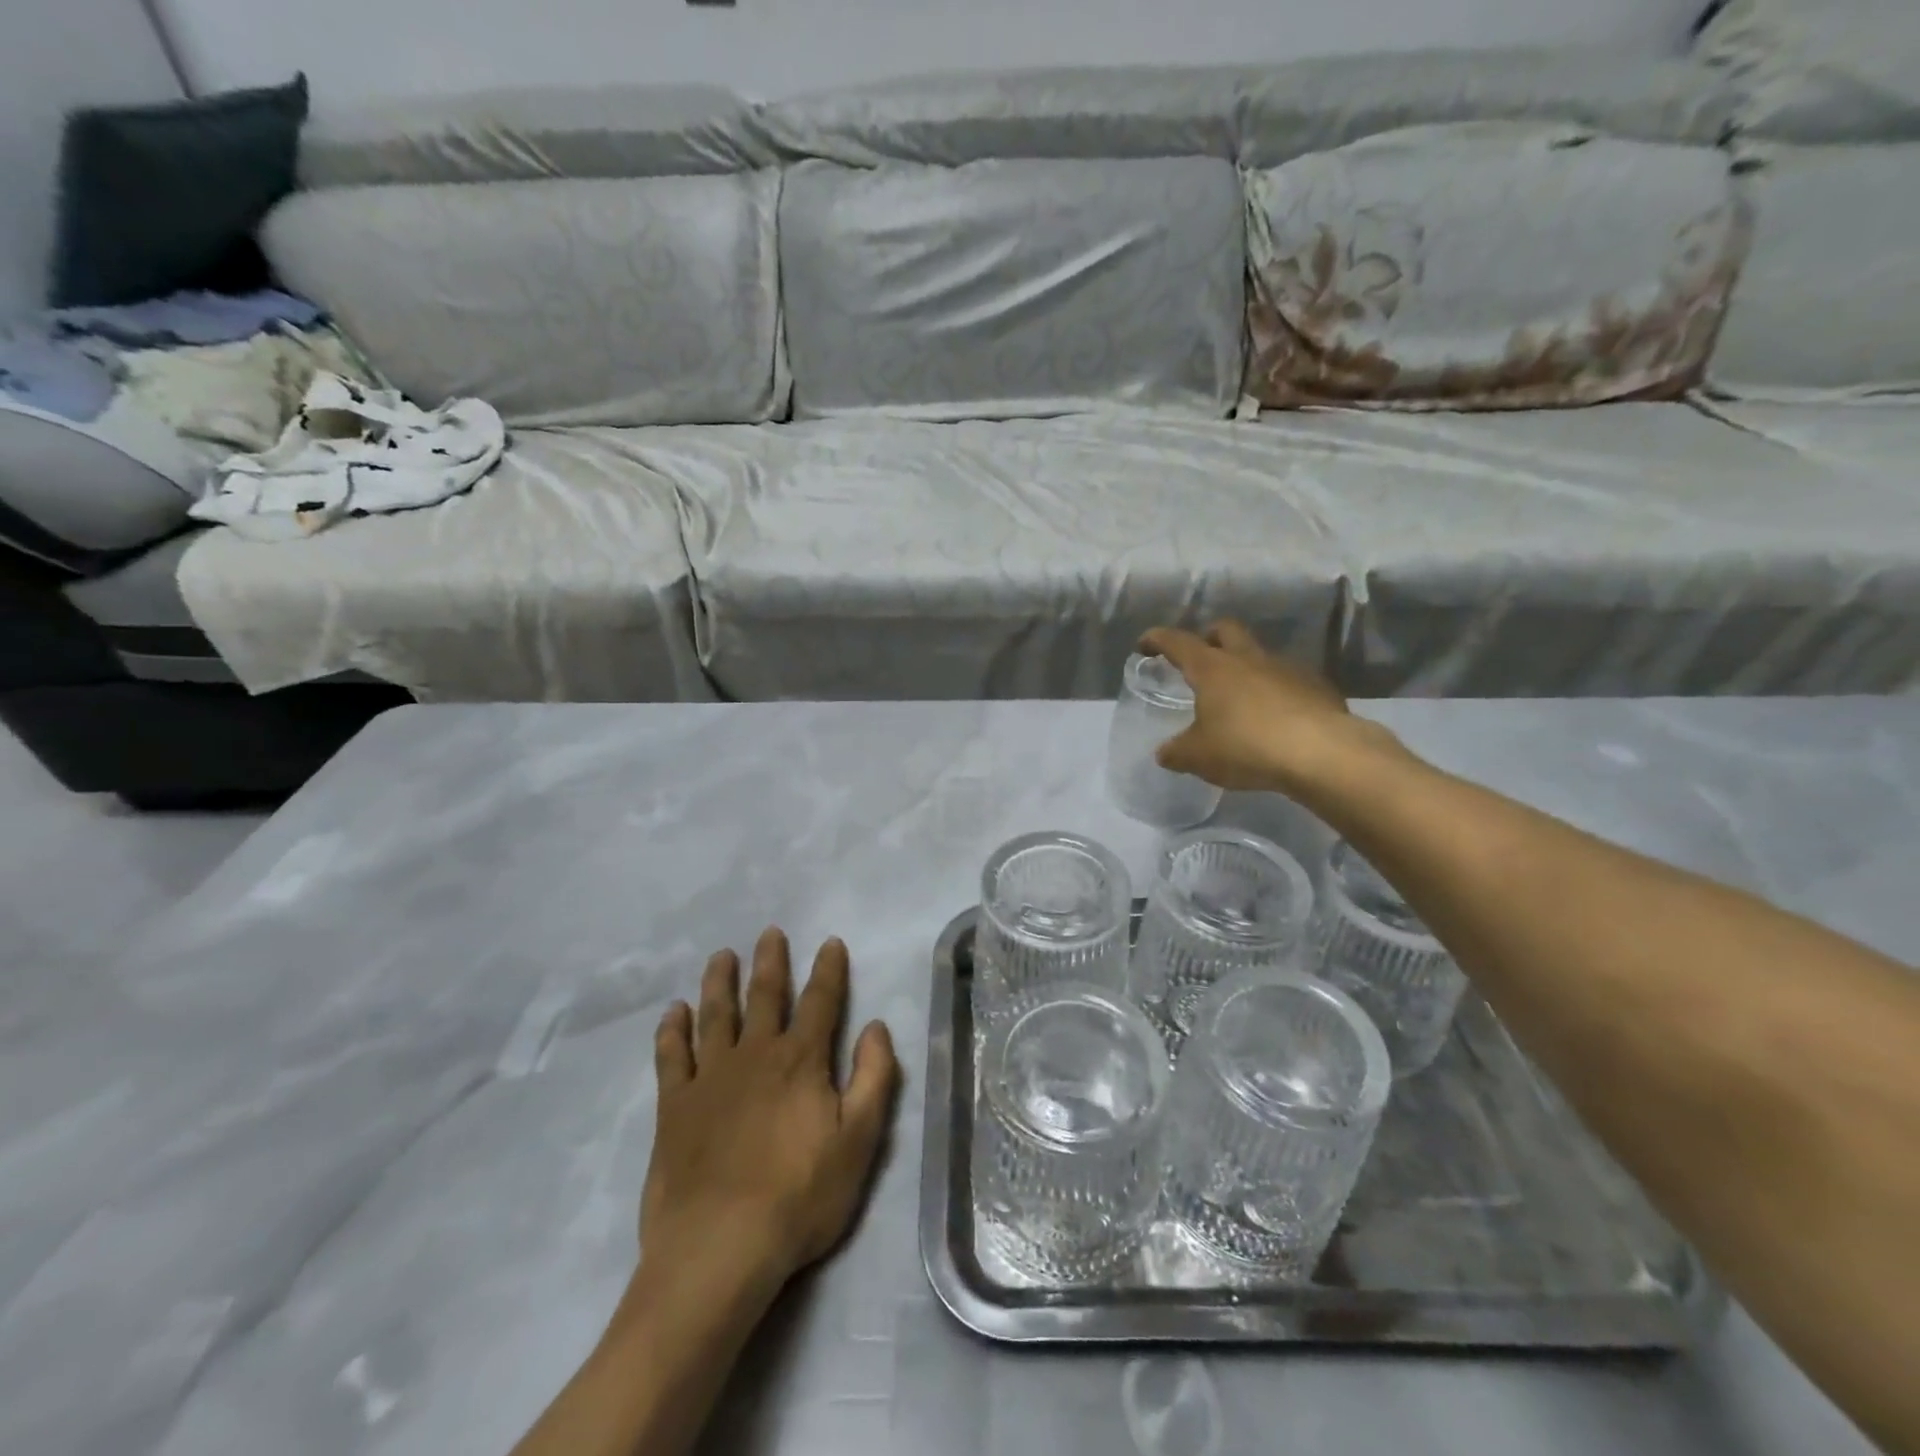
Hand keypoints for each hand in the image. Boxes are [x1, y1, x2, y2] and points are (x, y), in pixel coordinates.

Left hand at [643, 928, 898, 1293]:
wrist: (719, 1248)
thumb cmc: (799, 1196)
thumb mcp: (859, 1141)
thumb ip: (873, 1077)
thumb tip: (876, 1026)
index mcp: (801, 1061)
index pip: (821, 1001)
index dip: (829, 969)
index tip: (830, 942)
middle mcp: (755, 1055)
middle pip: (765, 996)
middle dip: (770, 962)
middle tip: (769, 932)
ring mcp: (710, 1078)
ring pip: (716, 1015)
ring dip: (720, 982)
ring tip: (722, 956)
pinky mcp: (674, 1106)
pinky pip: (671, 1056)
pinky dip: (672, 1030)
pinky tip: (673, 1011)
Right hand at [1139, 620, 1375, 793]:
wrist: (1322, 753)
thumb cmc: (1247, 747)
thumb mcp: (1198, 757)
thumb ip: (1176, 752)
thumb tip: (1164, 753)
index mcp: (1213, 669)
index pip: (1177, 642)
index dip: (1158, 639)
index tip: (1145, 643)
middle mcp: (1248, 659)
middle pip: (1225, 630)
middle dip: (1209, 637)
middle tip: (1200, 656)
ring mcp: (1286, 668)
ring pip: (1259, 654)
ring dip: (1245, 666)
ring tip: (1239, 696)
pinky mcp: (1317, 686)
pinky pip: (1289, 679)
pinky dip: (1275, 690)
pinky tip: (1275, 716)